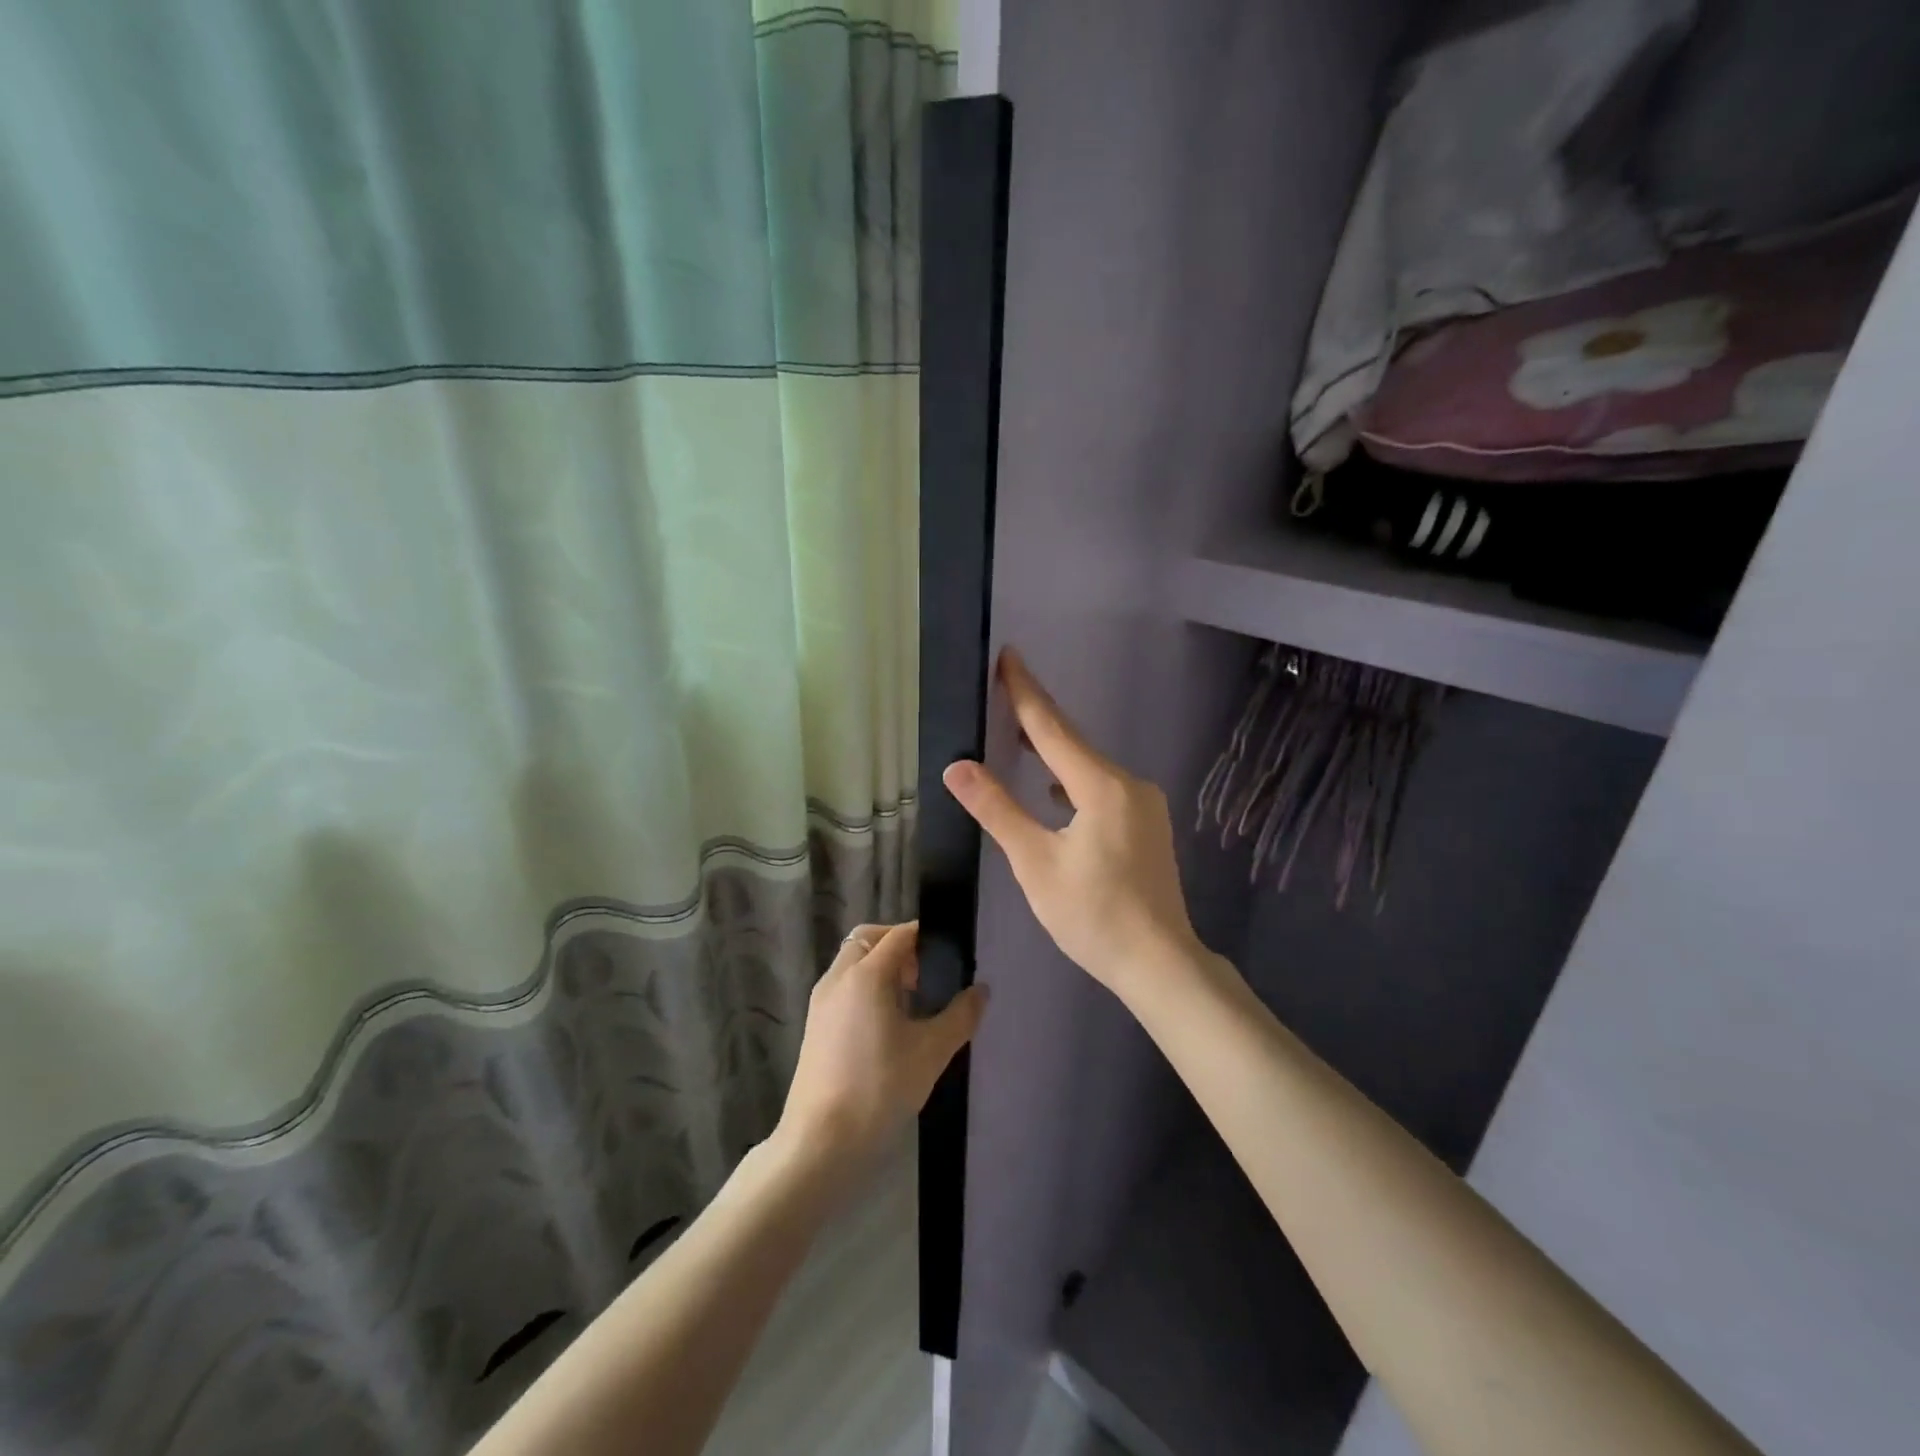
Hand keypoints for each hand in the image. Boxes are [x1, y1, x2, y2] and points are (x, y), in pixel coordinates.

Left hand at [776, 922, 986, 1168]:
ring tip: (910, 1001)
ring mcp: (821, 1002)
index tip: (950, 952)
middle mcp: (838, 978)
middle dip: (898, 946)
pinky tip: (885, 1025)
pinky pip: (842, 986)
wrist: (820, 1143)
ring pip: (851, 963)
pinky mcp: (814, 1025)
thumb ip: (960, 1016)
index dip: (925, 936)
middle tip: (926, 975)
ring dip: (879, 966)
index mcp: (866, 974)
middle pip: (868, 939)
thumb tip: (981, 990)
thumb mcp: (931, 1052)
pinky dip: (864, 987)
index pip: (899, 935)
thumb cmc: (879, 1089)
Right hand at [942, 648, 1205, 1005]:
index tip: (1008, 655)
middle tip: (1002, 690)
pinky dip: (1072, 781)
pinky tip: (1055, 792)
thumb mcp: (1035, 863)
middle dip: (1036, 719)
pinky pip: (1102, 788)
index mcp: (1102, 786)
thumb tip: (957, 767)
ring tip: (1018, 740)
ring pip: (1088, 768)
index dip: (1024, 692)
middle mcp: (1129, 783)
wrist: (1160, 963)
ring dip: (1054, 753)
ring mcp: (1144, 804)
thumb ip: (997, 810)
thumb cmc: (1093, 915)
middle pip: (1072, 743)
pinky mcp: (1147, 824)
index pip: (1052, 728)